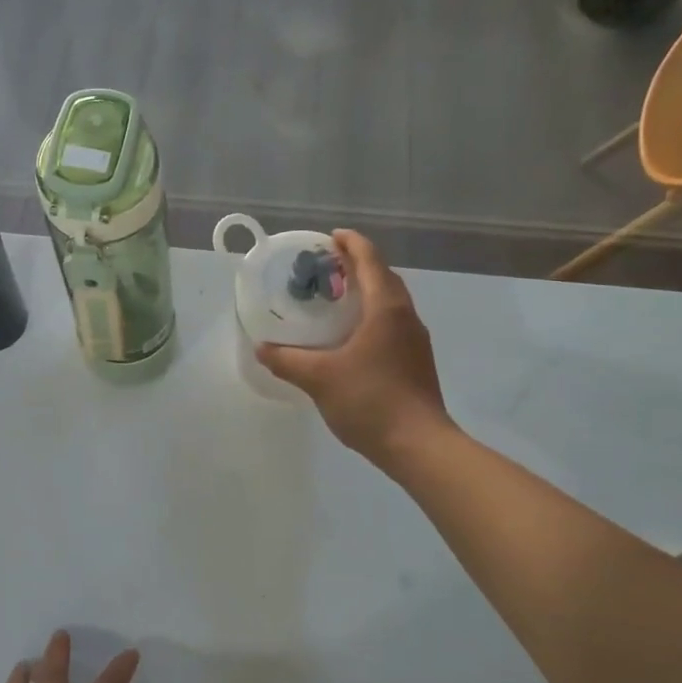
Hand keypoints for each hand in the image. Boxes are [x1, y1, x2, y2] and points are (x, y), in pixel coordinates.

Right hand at [257, 229, 452, 464]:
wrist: (419, 445)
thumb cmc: (370, 400)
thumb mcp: (319, 378)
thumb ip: (287, 360)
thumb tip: (262, 348)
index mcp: (386, 309)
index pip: (371, 261)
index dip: (351, 244)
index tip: (330, 237)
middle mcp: (406, 317)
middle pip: (384, 278)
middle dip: (358, 265)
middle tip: (327, 267)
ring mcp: (415, 341)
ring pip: (390, 302)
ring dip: (367, 291)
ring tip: (336, 298)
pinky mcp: (416, 362)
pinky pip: (392, 323)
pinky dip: (372, 316)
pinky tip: (351, 336)